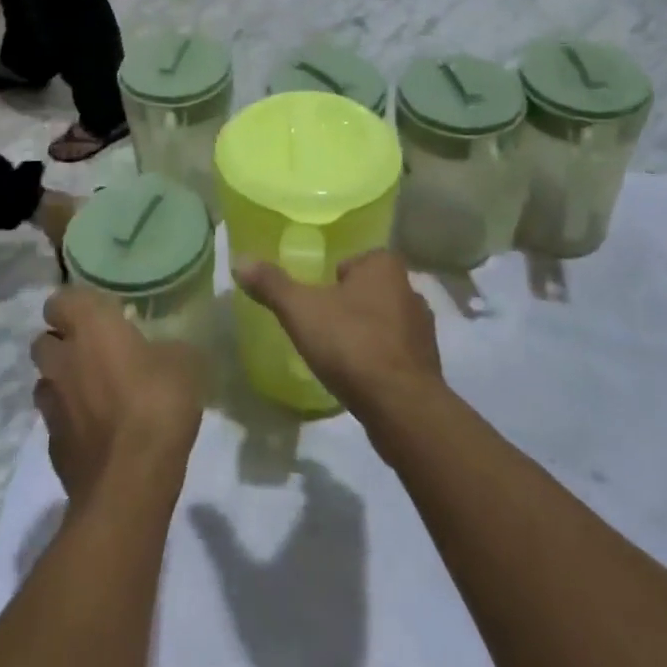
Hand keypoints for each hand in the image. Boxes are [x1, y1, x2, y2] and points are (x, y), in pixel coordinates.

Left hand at [32, 287, 201, 504]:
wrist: (129, 485)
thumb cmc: (157, 405)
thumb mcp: (184, 362)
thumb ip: (167, 346)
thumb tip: (165, 348)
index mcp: (89, 326)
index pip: (60, 299)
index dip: (77, 305)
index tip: (102, 313)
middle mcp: (62, 359)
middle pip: (44, 340)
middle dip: (63, 342)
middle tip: (97, 351)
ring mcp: (51, 404)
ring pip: (46, 380)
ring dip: (63, 381)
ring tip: (95, 392)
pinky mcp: (52, 445)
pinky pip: (56, 420)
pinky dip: (71, 419)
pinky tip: (98, 430)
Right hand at [235, 250, 441, 419]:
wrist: (401, 407)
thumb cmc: (351, 344)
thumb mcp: (301, 310)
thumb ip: (272, 284)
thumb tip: (239, 260)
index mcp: (384, 266)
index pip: (354, 260)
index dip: (333, 276)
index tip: (316, 298)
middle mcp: (410, 289)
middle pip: (370, 289)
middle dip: (350, 303)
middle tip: (322, 324)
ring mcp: (423, 329)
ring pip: (385, 320)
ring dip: (366, 332)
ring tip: (339, 353)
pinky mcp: (427, 364)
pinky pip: (396, 352)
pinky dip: (380, 359)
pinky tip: (360, 377)